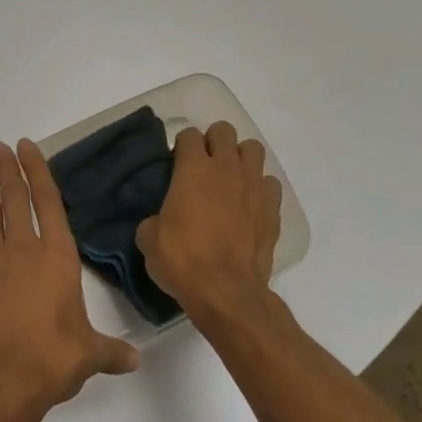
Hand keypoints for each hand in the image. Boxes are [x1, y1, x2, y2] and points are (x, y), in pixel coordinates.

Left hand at [0, 140, 139, 417]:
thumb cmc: (51, 359)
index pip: (49, 203)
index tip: (27, 146)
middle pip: (14, 200)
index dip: (38, 172)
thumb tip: (136, 360)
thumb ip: (111, 352)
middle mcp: (23, 251)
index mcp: (57, 258)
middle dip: (7, 170)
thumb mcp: (89, 355)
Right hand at [135, 122, 282, 325]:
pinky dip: (260, 188)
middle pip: (224, 131)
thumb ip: (153, 218)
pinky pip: (269, 183)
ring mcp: (254, 185)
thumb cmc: (183, 261)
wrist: (226, 290)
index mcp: (193, 170)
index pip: (189, 135)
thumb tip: (159, 220)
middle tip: (203, 166)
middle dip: (213, 142)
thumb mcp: (149, 240)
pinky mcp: (272, 207)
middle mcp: (226, 168)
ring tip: (230, 178)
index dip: (181, 146)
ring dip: (240, 158)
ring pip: (253, 149)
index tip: (176, 163)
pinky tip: (250, 204)